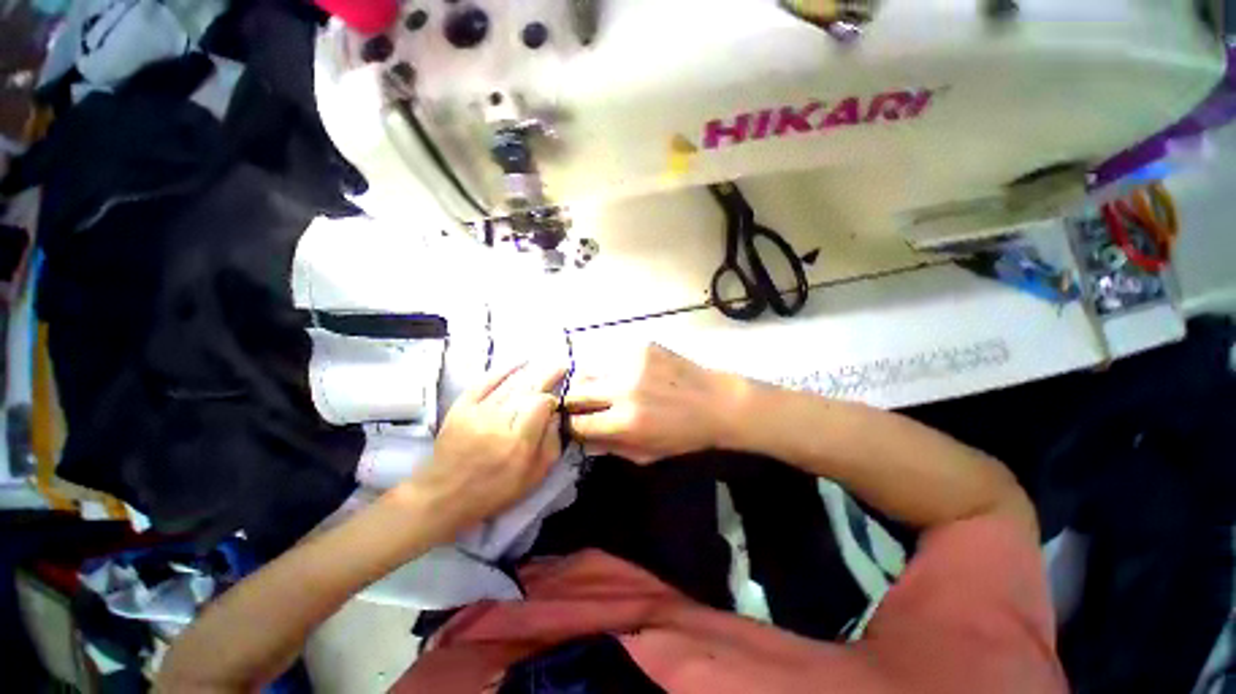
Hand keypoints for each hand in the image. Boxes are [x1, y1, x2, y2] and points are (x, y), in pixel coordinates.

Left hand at [411, 362, 565, 537]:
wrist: (443, 495)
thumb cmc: (494, 491)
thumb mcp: (534, 477)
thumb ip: (552, 444)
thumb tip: (556, 416)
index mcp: (519, 442)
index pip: (542, 404)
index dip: (553, 399)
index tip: (556, 403)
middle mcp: (500, 422)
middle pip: (528, 389)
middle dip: (548, 375)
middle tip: (563, 366)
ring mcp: (478, 411)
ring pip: (511, 384)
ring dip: (532, 372)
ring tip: (547, 363)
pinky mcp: (462, 406)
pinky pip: (486, 381)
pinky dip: (503, 370)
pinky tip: (519, 362)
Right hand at [565, 344, 745, 463]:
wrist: (717, 402)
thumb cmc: (684, 435)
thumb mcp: (648, 453)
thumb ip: (611, 448)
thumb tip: (582, 441)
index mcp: (625, 422)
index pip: (577, 423)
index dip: (571, 426)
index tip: (573, 425)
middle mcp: (623, 389)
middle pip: (575, 392)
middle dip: (572, 402)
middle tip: (580, 405)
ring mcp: (632, 363)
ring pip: (589, 370)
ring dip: (589, 383)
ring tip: (601, 388)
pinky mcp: (641, 347)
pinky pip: (611, 357)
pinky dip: (611, 368)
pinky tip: (625, 374)